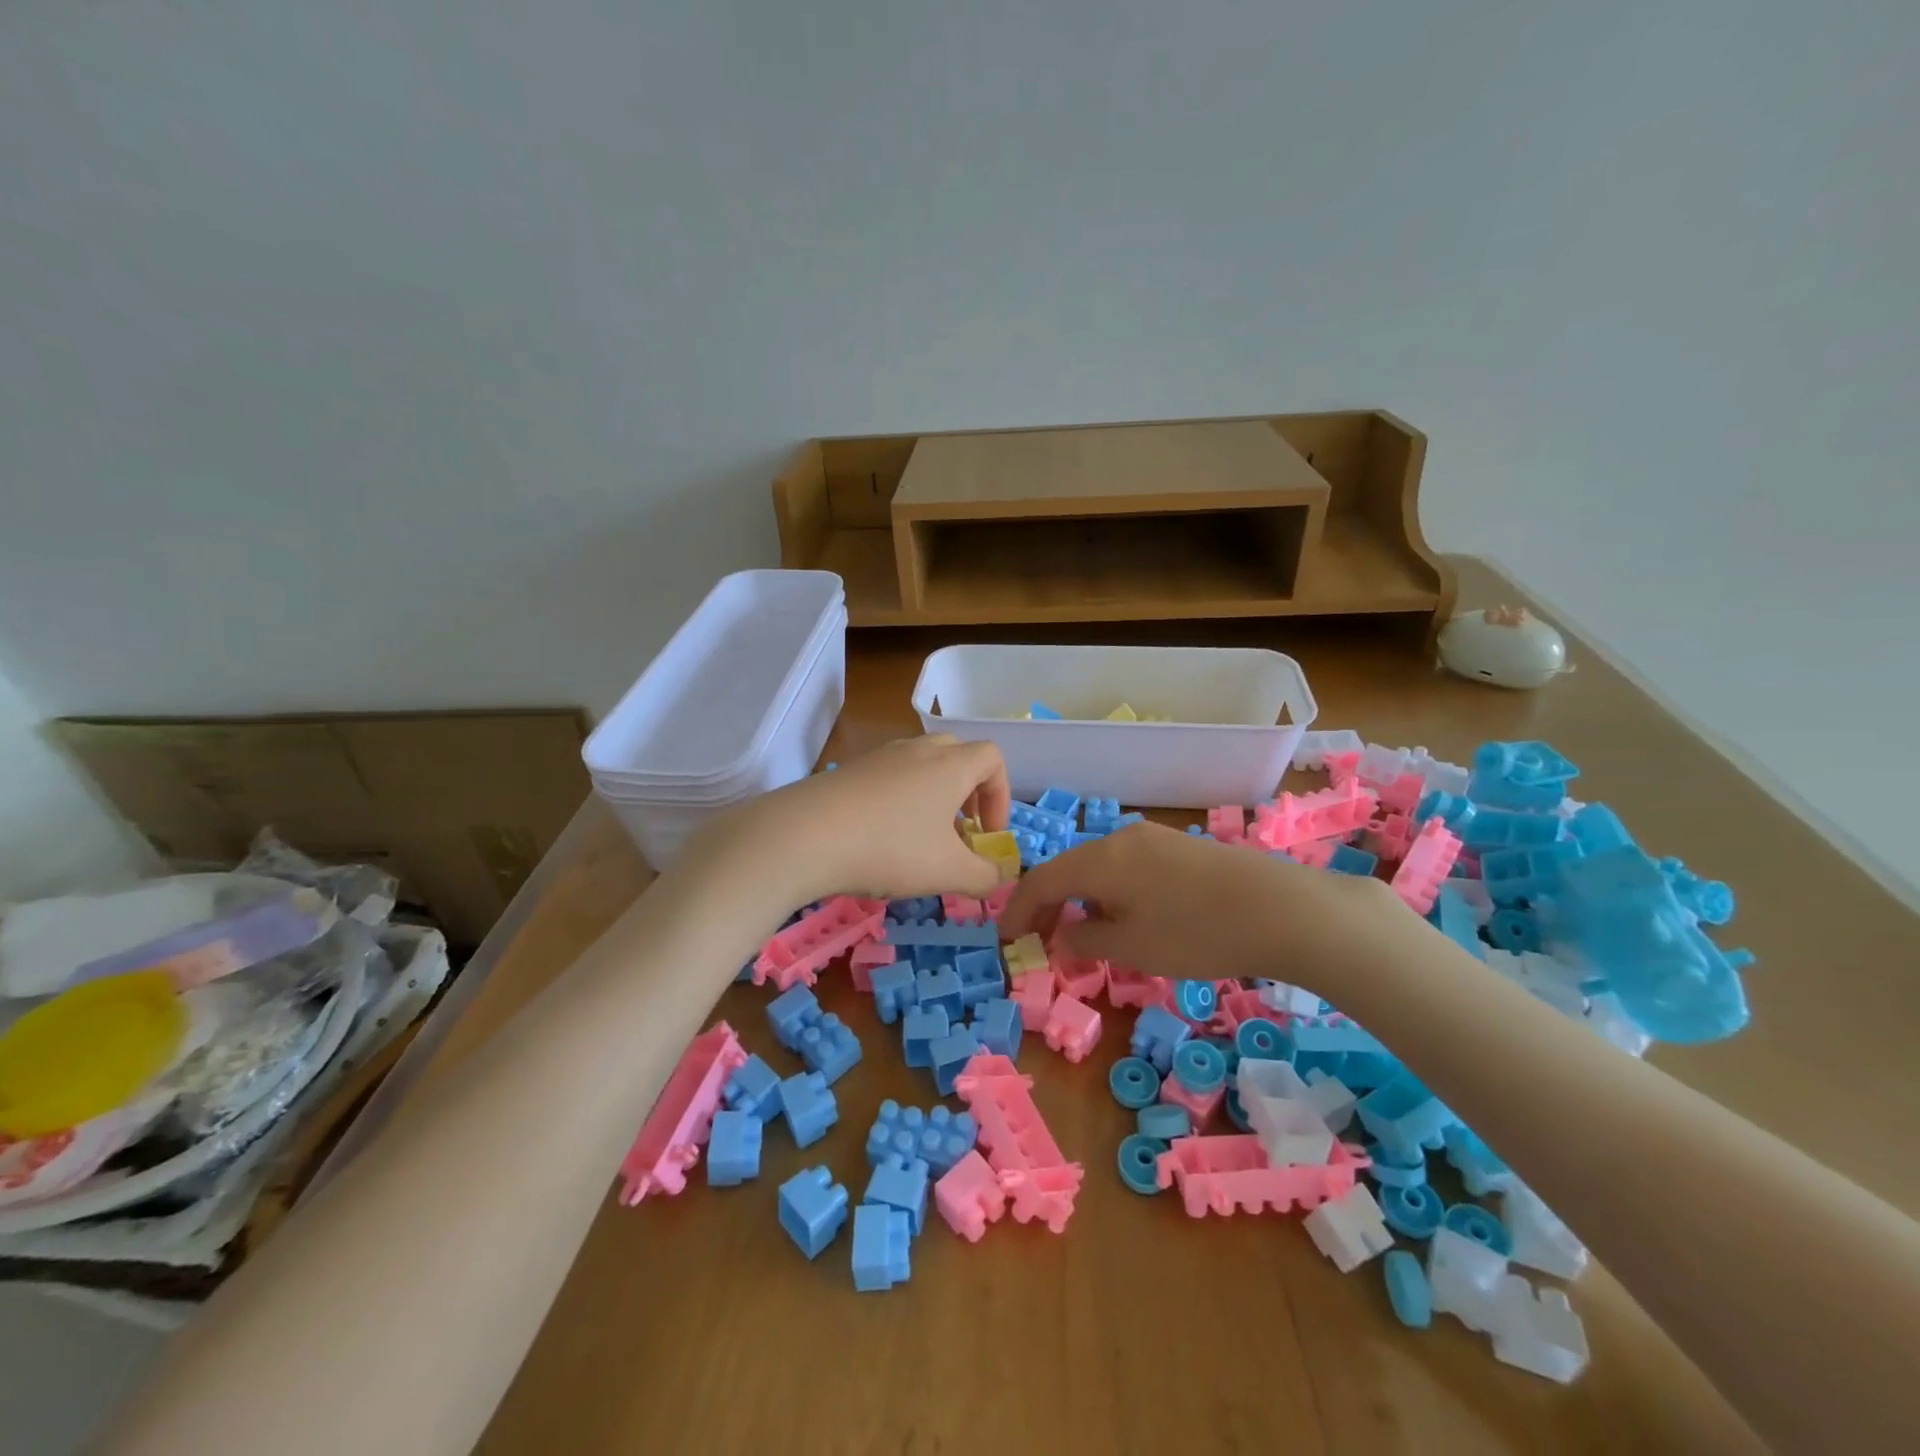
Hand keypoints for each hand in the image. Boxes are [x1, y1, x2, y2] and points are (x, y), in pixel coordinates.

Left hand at [691, 736, 1012, 903]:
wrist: (804, 836)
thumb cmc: (890, 848)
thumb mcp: (948, 873)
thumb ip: (984, 876)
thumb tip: (998, 876)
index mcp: (950, 766)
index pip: (992, 758)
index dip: (1001, 794)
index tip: (987, 833)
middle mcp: (917, 751)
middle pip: (957, 755)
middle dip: (968, 792)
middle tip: (959, 830)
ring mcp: (879, 757)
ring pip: (920, 765)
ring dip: (932, 796)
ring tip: (920, 838)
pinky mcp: (848, 771)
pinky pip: (887, 776)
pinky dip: (898, 800)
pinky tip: (880, 837)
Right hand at [999, 821, 1398, 993]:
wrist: (1282, 909)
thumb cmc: (1196, 932)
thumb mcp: (1132, 947)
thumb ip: (1086, 939)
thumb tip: (1064, 932)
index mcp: (1101, 858)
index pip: (1043, 879)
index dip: (1020, 909)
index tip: (1006, 937)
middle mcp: (1122, 838)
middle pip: (1070, 868)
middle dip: (1051, 903)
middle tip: (1041, 937)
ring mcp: (1155, 839)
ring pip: (1101, 867)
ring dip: (1083, 898)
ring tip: (1084, 933)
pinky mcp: (1182, 849)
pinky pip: (1129, 867)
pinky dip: (1113, 892)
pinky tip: (1128, 916)